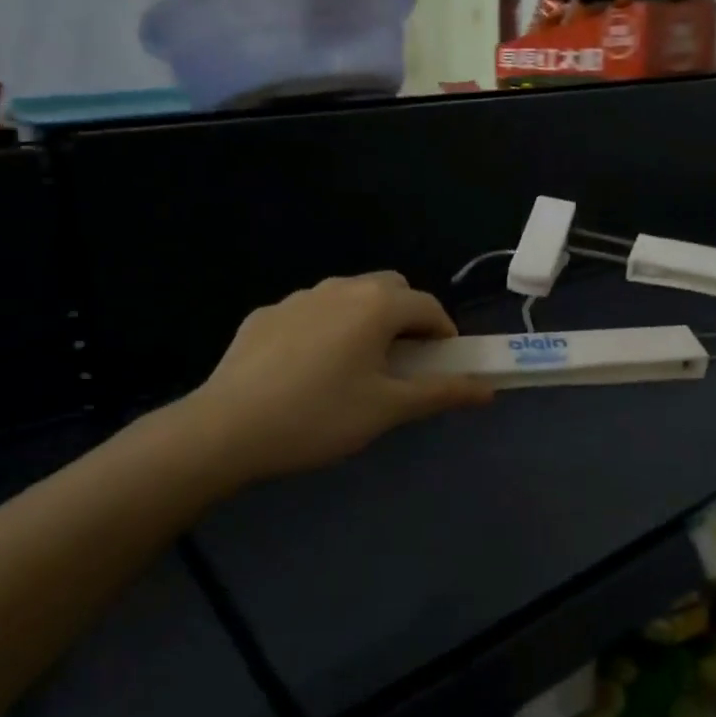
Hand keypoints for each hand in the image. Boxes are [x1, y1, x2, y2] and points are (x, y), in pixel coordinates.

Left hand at [184, 272, 491, 485]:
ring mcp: (298, 298)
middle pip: (390, 290)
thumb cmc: (320, 417)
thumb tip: (488, 390)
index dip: (444, 334)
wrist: (227, 428)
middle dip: (407, 318)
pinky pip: (311, 313)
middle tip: (403, 363)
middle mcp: (340, 288)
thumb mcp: (387, 409)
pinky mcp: (265, 315)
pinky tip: (308, 370)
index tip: (443, 365)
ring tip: (355, 367)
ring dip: (366, 320)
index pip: (428, 306)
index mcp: (376, 306)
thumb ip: (441, 393)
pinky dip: (326, 329)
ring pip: (348, 297)